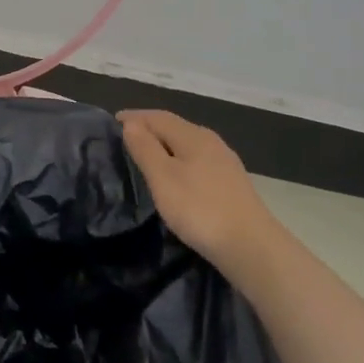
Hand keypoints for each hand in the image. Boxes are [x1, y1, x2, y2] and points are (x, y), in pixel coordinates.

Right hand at [119, 110, 277, 274]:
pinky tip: (176, 175)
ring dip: (165, 144)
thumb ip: (145, 149)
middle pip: (174, 127)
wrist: (250, 246)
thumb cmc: (199, 209)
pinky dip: (179, 159)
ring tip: (146, 154)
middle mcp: (211, 141)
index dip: (134, 117)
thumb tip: (131, 124)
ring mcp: (224, 162)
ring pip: (187, 144)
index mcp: (193, 136)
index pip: (158, 117)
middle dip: (149, 128)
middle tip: (126, 136)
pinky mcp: (231, 182)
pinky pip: (197, 160)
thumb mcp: (163, 178)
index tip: (112, 121)